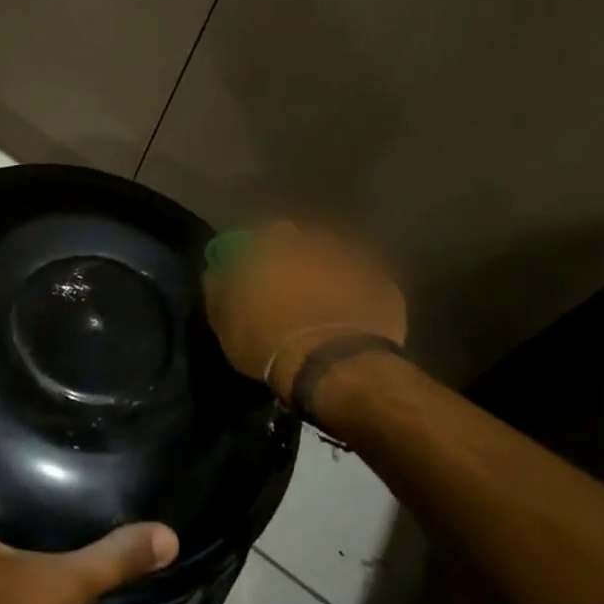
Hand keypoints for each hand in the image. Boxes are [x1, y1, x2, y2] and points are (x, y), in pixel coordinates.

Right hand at [204, 221, 407, 406]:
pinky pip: (367, 287)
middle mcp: (315, 242)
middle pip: (305, 245)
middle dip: (300, 262)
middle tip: (294, 293)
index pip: (265, 235)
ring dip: (331, 278)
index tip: (261, 275)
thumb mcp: (224, 320)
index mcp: (274, 244)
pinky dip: (359, 299)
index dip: (263, 254)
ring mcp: (355, 262)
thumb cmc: (268, 340)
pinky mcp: (385, 287)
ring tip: (325, 309)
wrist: (333, 368)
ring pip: (338, 263)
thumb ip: (218, 287)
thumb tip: (217, 271)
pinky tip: (352, 322)